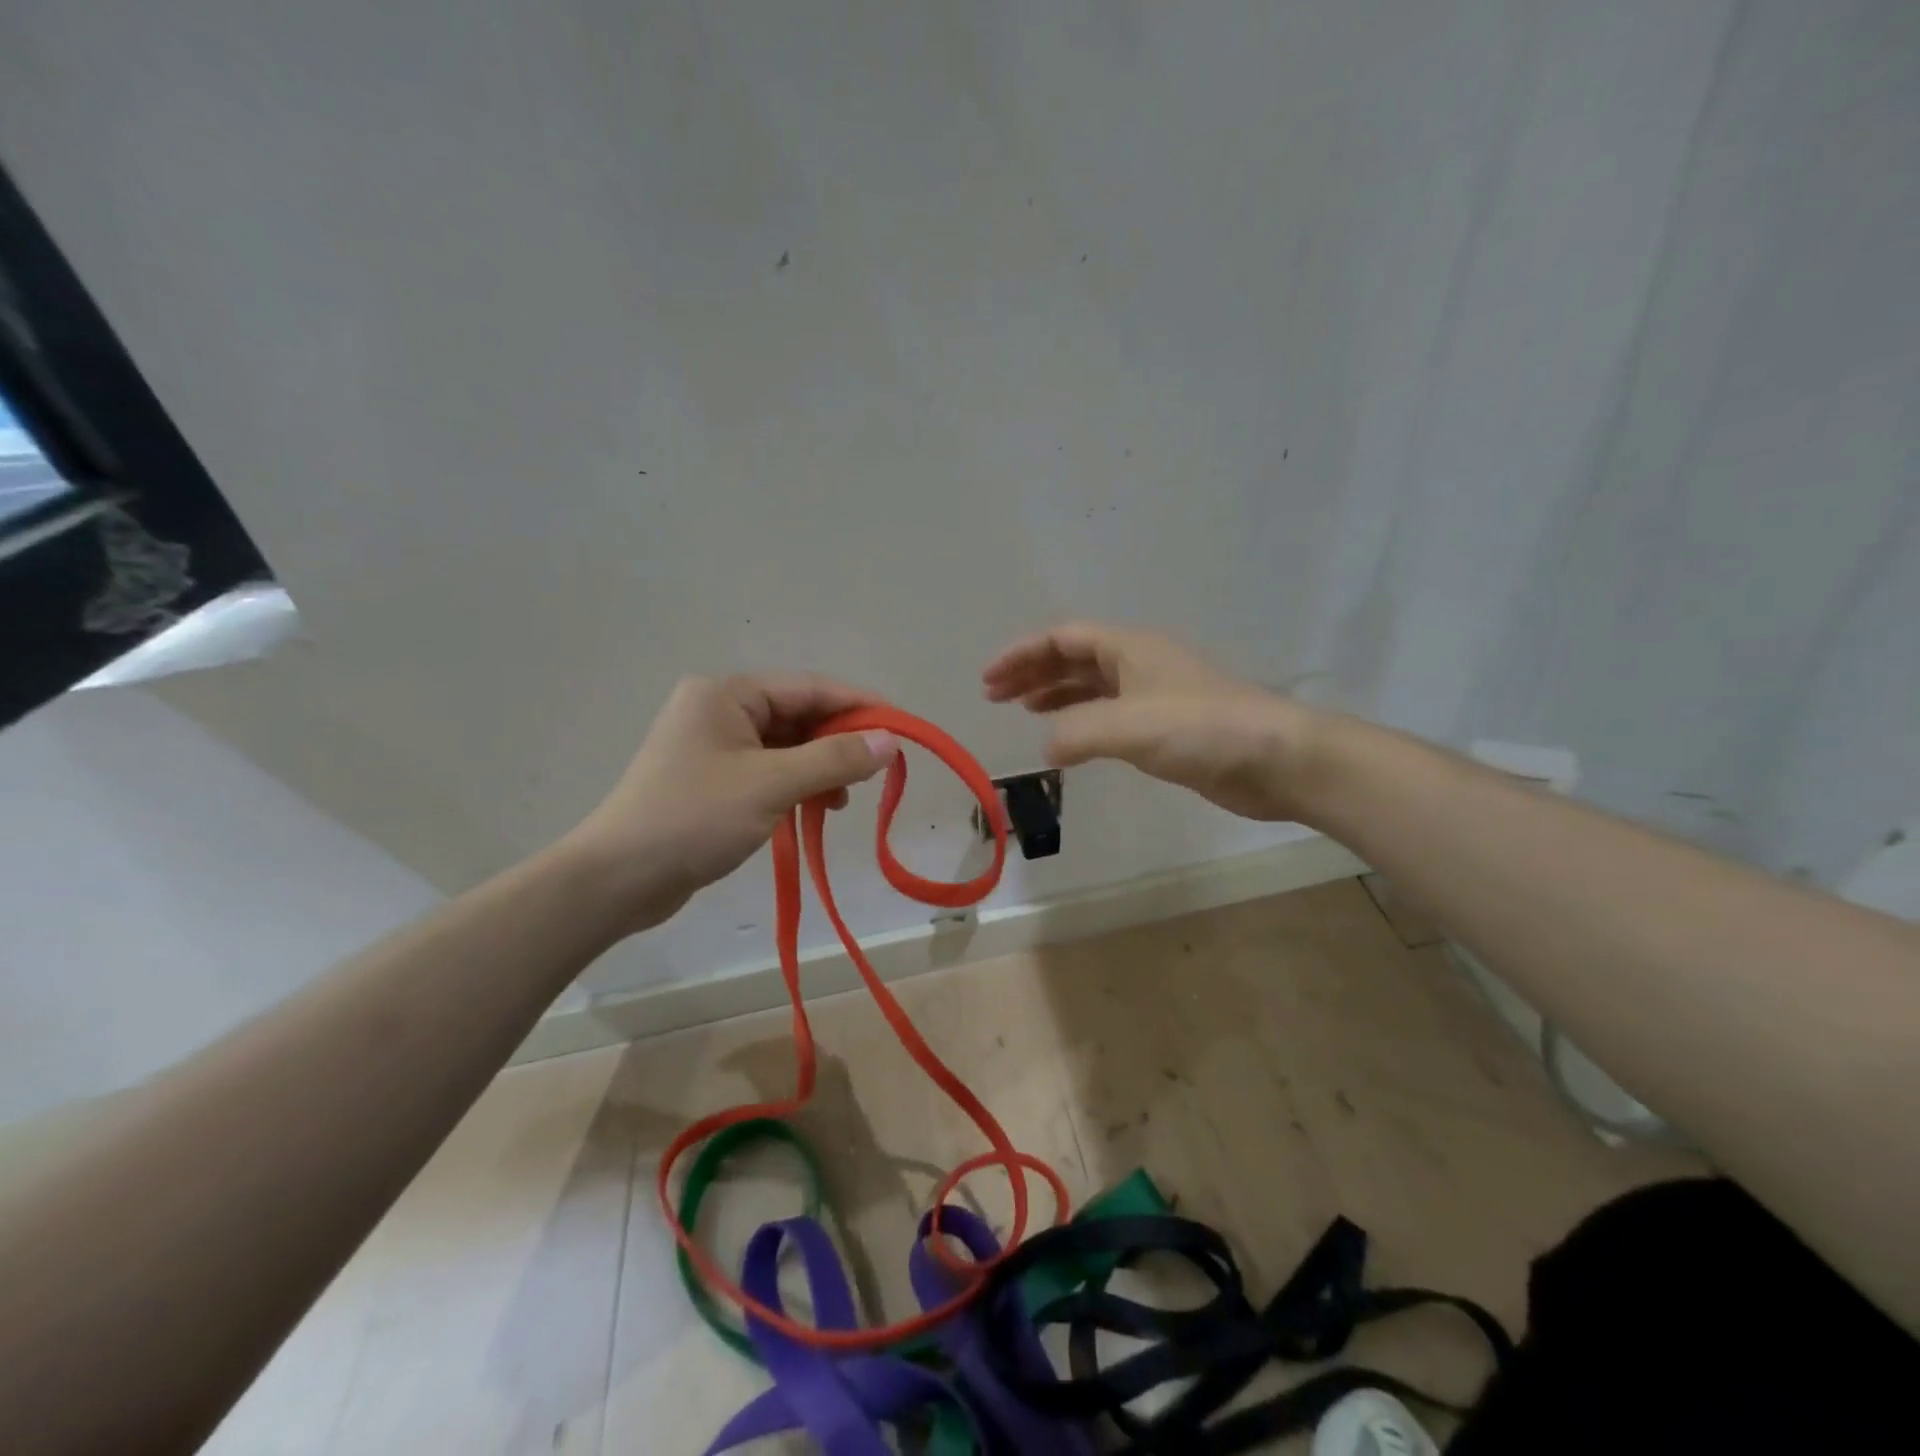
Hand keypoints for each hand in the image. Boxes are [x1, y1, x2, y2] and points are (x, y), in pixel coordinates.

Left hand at [560, 674, 898, 932]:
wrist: (617, 879)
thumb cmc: (694, 818)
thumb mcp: (772, 785)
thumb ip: (835, 759)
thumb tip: (890, 741)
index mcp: (727, 694)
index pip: (809, 688)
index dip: (859, 706)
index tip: (901, 728)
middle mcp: (719, 709)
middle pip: (798, 716)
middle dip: (839, 742)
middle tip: (876, 771)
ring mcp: (713, 745)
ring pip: (786, 746)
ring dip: (820, 768)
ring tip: (844, 800)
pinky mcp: (711, 779)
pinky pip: (768, 771)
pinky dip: (796, 786)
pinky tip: (816, 809)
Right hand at [982, 622, 1321, 820]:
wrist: (1275, 759)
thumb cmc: (1201, 729)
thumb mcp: (1129, 726)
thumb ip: (1077, 732)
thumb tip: (1045, 746)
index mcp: (1128, 649)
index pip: (1062, 639)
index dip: (1022, 654)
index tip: (988, 679)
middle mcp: (1138, 664)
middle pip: (1073, 658)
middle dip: (1032, 673)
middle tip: (996, 696)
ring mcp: (1153, 695)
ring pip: (1091, 687)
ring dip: (1055, 695)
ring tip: (1023, 711)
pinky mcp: (1166, 728)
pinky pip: (1109, 715)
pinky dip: (1082, 721)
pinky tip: (1070, 739)